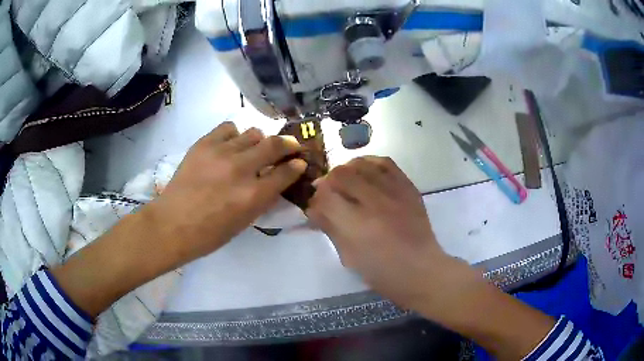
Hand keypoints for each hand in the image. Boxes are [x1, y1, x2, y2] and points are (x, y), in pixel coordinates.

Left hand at [149, 122, 306, 263]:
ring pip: (253, 133)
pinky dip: (235, 135)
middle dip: (289, 144)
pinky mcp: (204, 144)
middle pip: (275, 144)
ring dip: (260, 141)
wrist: (172, 224)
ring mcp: (221, 153)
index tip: (300, 163)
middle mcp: (241, 169)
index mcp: (253, 196)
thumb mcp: (244, 222)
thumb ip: (263, 199)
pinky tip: (231, 145)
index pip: (286, 172)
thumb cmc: (209, 234)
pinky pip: (229, 128)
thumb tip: (275, 180)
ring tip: (254, 149)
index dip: (297, 166)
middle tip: (291, 146)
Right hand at [306, 156, 471, 312]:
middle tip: (329, 194)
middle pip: (340, 174)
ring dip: (347, 170)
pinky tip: (365, 171)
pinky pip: (386, 163)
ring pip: (361, 164)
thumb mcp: (349, 257)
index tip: (316, 207)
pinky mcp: (408, 187)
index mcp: (356, 225)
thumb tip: (313, 209)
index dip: (315, 199)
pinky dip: (370, 163)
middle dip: (328, 182)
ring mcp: (394, 192)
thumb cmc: (382, 272)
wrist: (421, 269)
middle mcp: (374, 202)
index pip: (325, 196)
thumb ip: (330, 228)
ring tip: (346, 181)